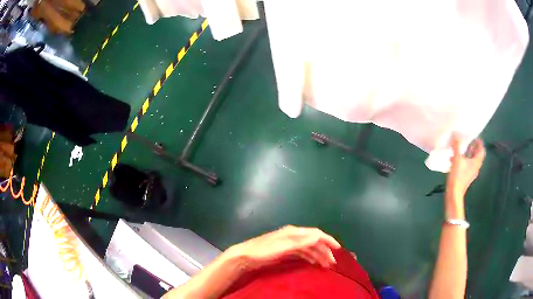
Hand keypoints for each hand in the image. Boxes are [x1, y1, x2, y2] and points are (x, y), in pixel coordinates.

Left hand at [229, 225, 340, 269]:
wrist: (245, 256)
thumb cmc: (263, 251)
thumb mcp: (282, 246)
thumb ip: (300, 241)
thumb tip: (318, 236)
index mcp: (294, 232)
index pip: (315, 234)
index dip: (328, 240)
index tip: (338, 249)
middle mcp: (293, 236)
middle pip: (314, 242)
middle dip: (324, 251)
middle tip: (332, 263)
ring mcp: (289, 244)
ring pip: (309, 248)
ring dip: (318, 255)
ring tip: (325, 266)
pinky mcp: (285, 251)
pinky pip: (302, 253)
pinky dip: (310, 258)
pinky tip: (313, 264)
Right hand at [446, 134, 485, 198]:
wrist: (454, 195)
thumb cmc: (457, 177)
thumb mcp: (457, 159)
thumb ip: (456, 146)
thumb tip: (455, 134)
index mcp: (476, 162)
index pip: (481, 149)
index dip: (479, 142)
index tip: (474, 136)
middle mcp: (476, 167)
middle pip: (477, 155)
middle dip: (473, 147)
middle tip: (468, 141)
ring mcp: (471, 173)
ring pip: (471, 160)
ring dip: (467, 154)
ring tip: (460, 149)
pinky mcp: (466, 177)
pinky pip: (467, 166)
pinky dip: (463, 161)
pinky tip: (454, 160)